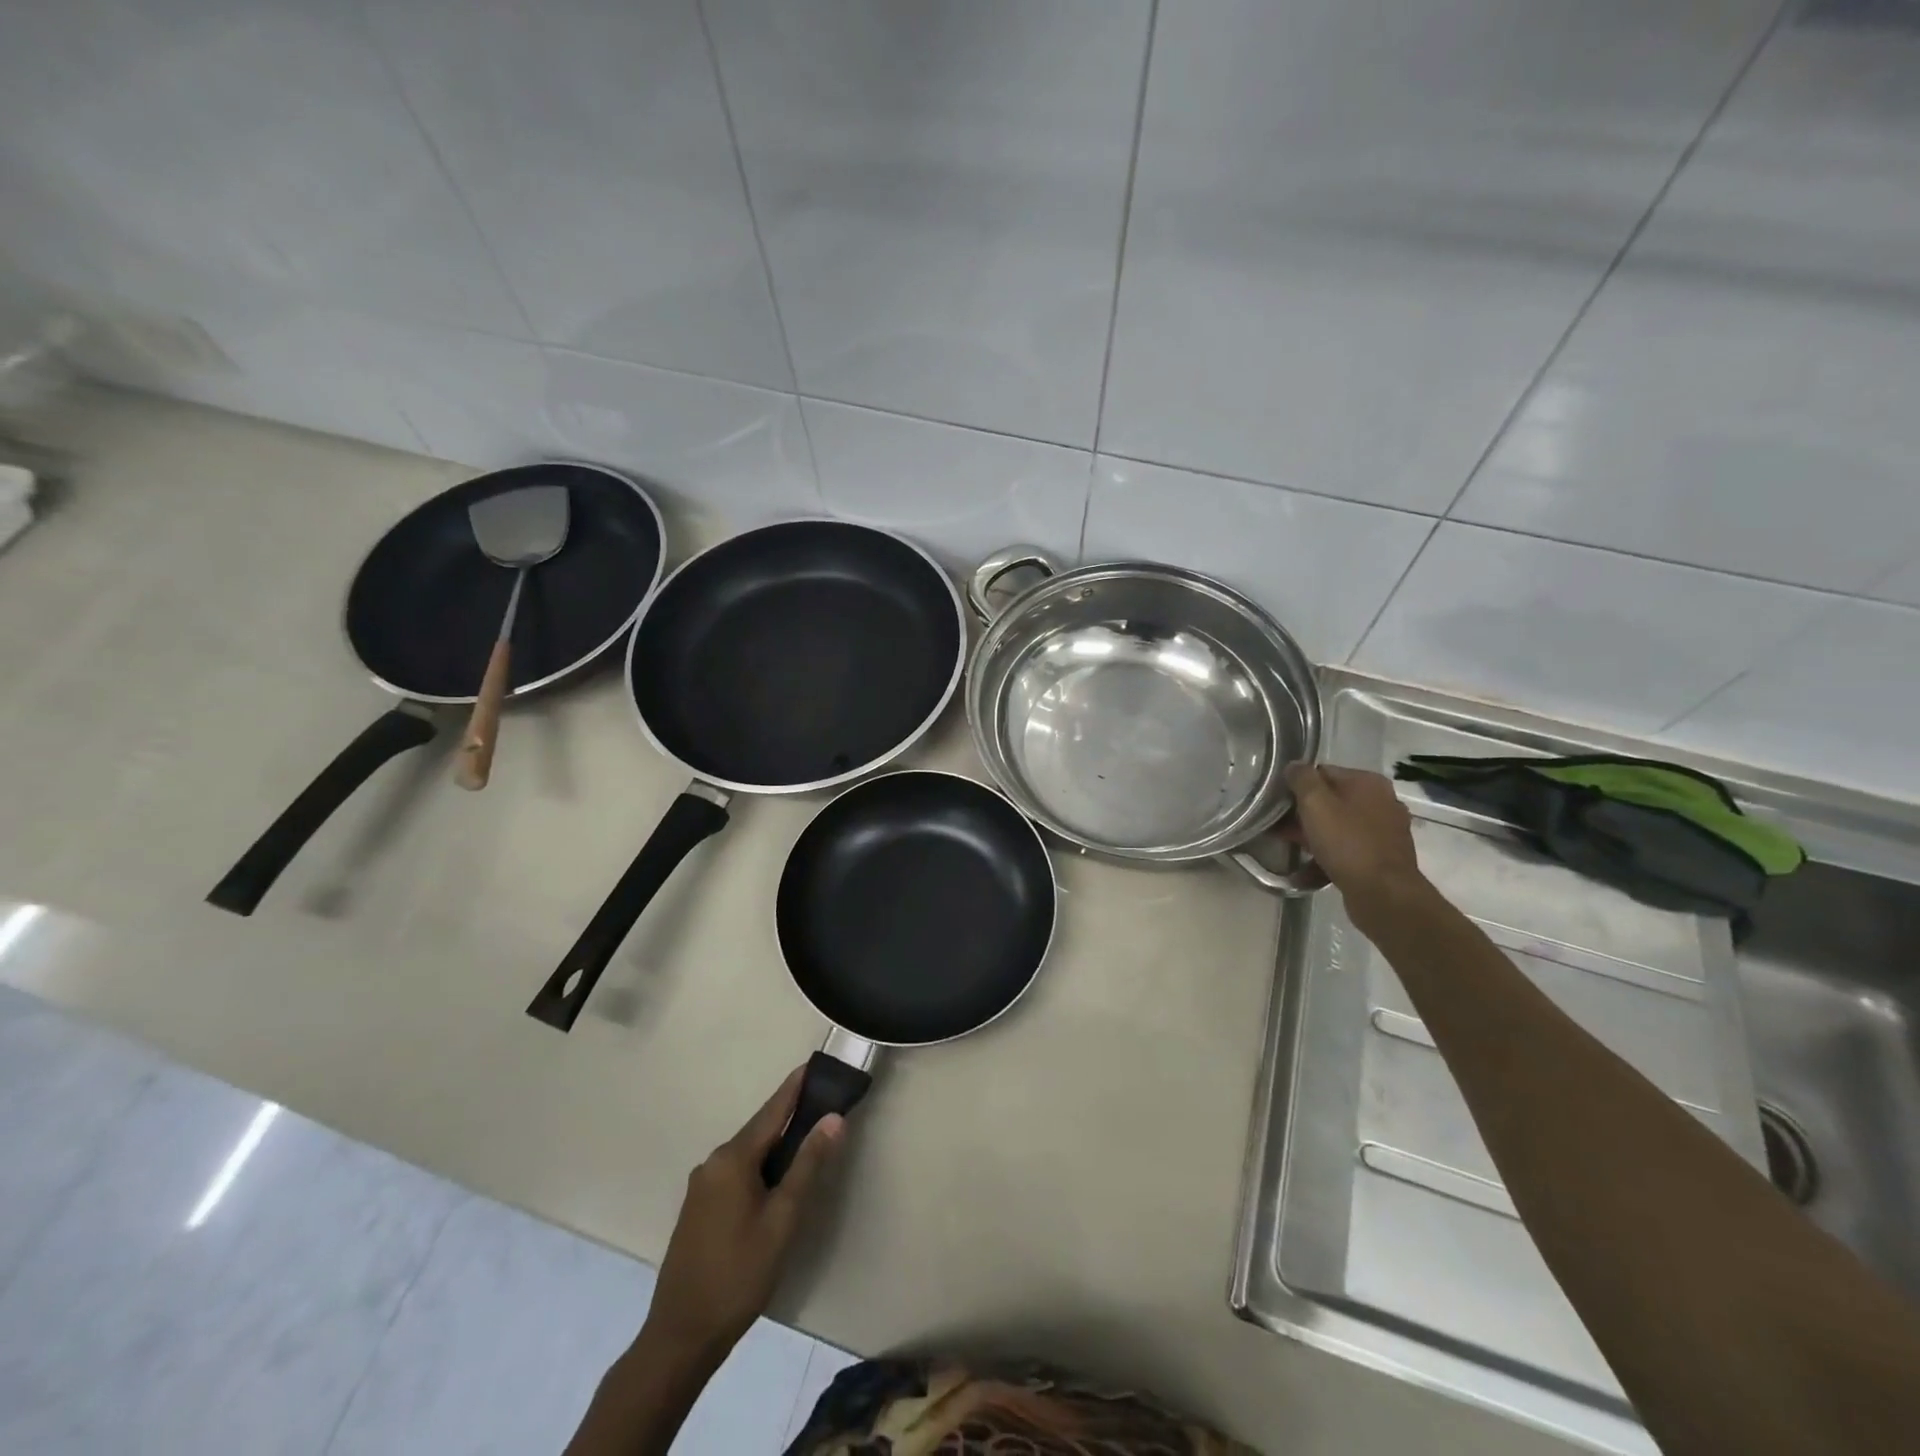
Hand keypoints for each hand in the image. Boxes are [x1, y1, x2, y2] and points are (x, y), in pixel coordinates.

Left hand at [642, 1066, 843, 1364]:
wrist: (681, 1337)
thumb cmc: (739, 1275)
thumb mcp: (782, 1220)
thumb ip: (807, 1165)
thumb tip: (833, 1119)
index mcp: (732, 1158)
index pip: (773, 1110)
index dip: (795, 1087)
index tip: (815, 1062)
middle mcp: (713, 1162)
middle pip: (759, 1130)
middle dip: (790, 1116)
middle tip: (823, 1105)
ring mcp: (702, 1186)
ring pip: (748, 1153)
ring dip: (776, 1145)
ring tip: (807, 1141)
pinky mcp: (698, 1208)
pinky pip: (735, 1172)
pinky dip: (760, 1166)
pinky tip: (776, 1180)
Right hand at [1281, 763, 1423, 907]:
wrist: (1383, 894)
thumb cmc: (1347, 843)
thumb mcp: (1315, 804)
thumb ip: (1301, 779)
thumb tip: (1294, 765)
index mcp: (1369, 782)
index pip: (1323, 772)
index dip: (1297, 786)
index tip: (1278, 803)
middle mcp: (1382, 801)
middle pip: (1331, 799)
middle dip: (1304, 813)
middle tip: (1278, 826)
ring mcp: (1385, 830)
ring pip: (1338, 824)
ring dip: (1313, 834)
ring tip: (1289, 846)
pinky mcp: (1383, 856)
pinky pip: (1348, 847)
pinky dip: (1329, 852)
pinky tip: (1310, 866)